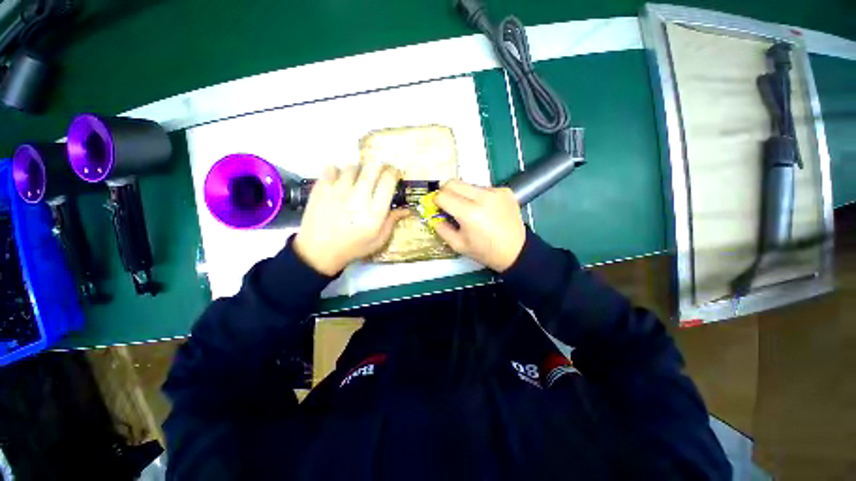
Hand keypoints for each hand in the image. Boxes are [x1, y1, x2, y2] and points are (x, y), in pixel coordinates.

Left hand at [293, 162, 409, 275]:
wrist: (319, 252)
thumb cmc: (353, 247)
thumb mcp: (378, 240)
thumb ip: (392, 222)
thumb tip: (407, 209)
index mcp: (375, 211)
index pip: (388, 181)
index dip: (394, 172)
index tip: (394, 174)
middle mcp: (358, 197)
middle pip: (372, 168)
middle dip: (379, 166)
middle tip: (378, 173)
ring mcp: (338, 191)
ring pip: (353, 167)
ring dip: (359, 170)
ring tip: (357, 179)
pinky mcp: (321, 189)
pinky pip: (332, 168)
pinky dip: (337, 171)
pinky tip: (339, 181)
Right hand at [433, 180, 525, 271]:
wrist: (516, 251)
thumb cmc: (486, 251)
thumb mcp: (458, 245)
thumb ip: (442, 229)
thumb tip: (434, 216)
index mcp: (470, 213)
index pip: (443, 195)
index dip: (436, 201)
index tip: (437, 207)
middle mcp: (483, 197)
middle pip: (453, 182)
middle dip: (445, 192)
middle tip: (448, 204)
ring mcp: (496, 192)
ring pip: (468, 184)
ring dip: (463, 194)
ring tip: (470, 209)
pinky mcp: (505, 190)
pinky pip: (483, 188)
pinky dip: (478, 196)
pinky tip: (484, 209)